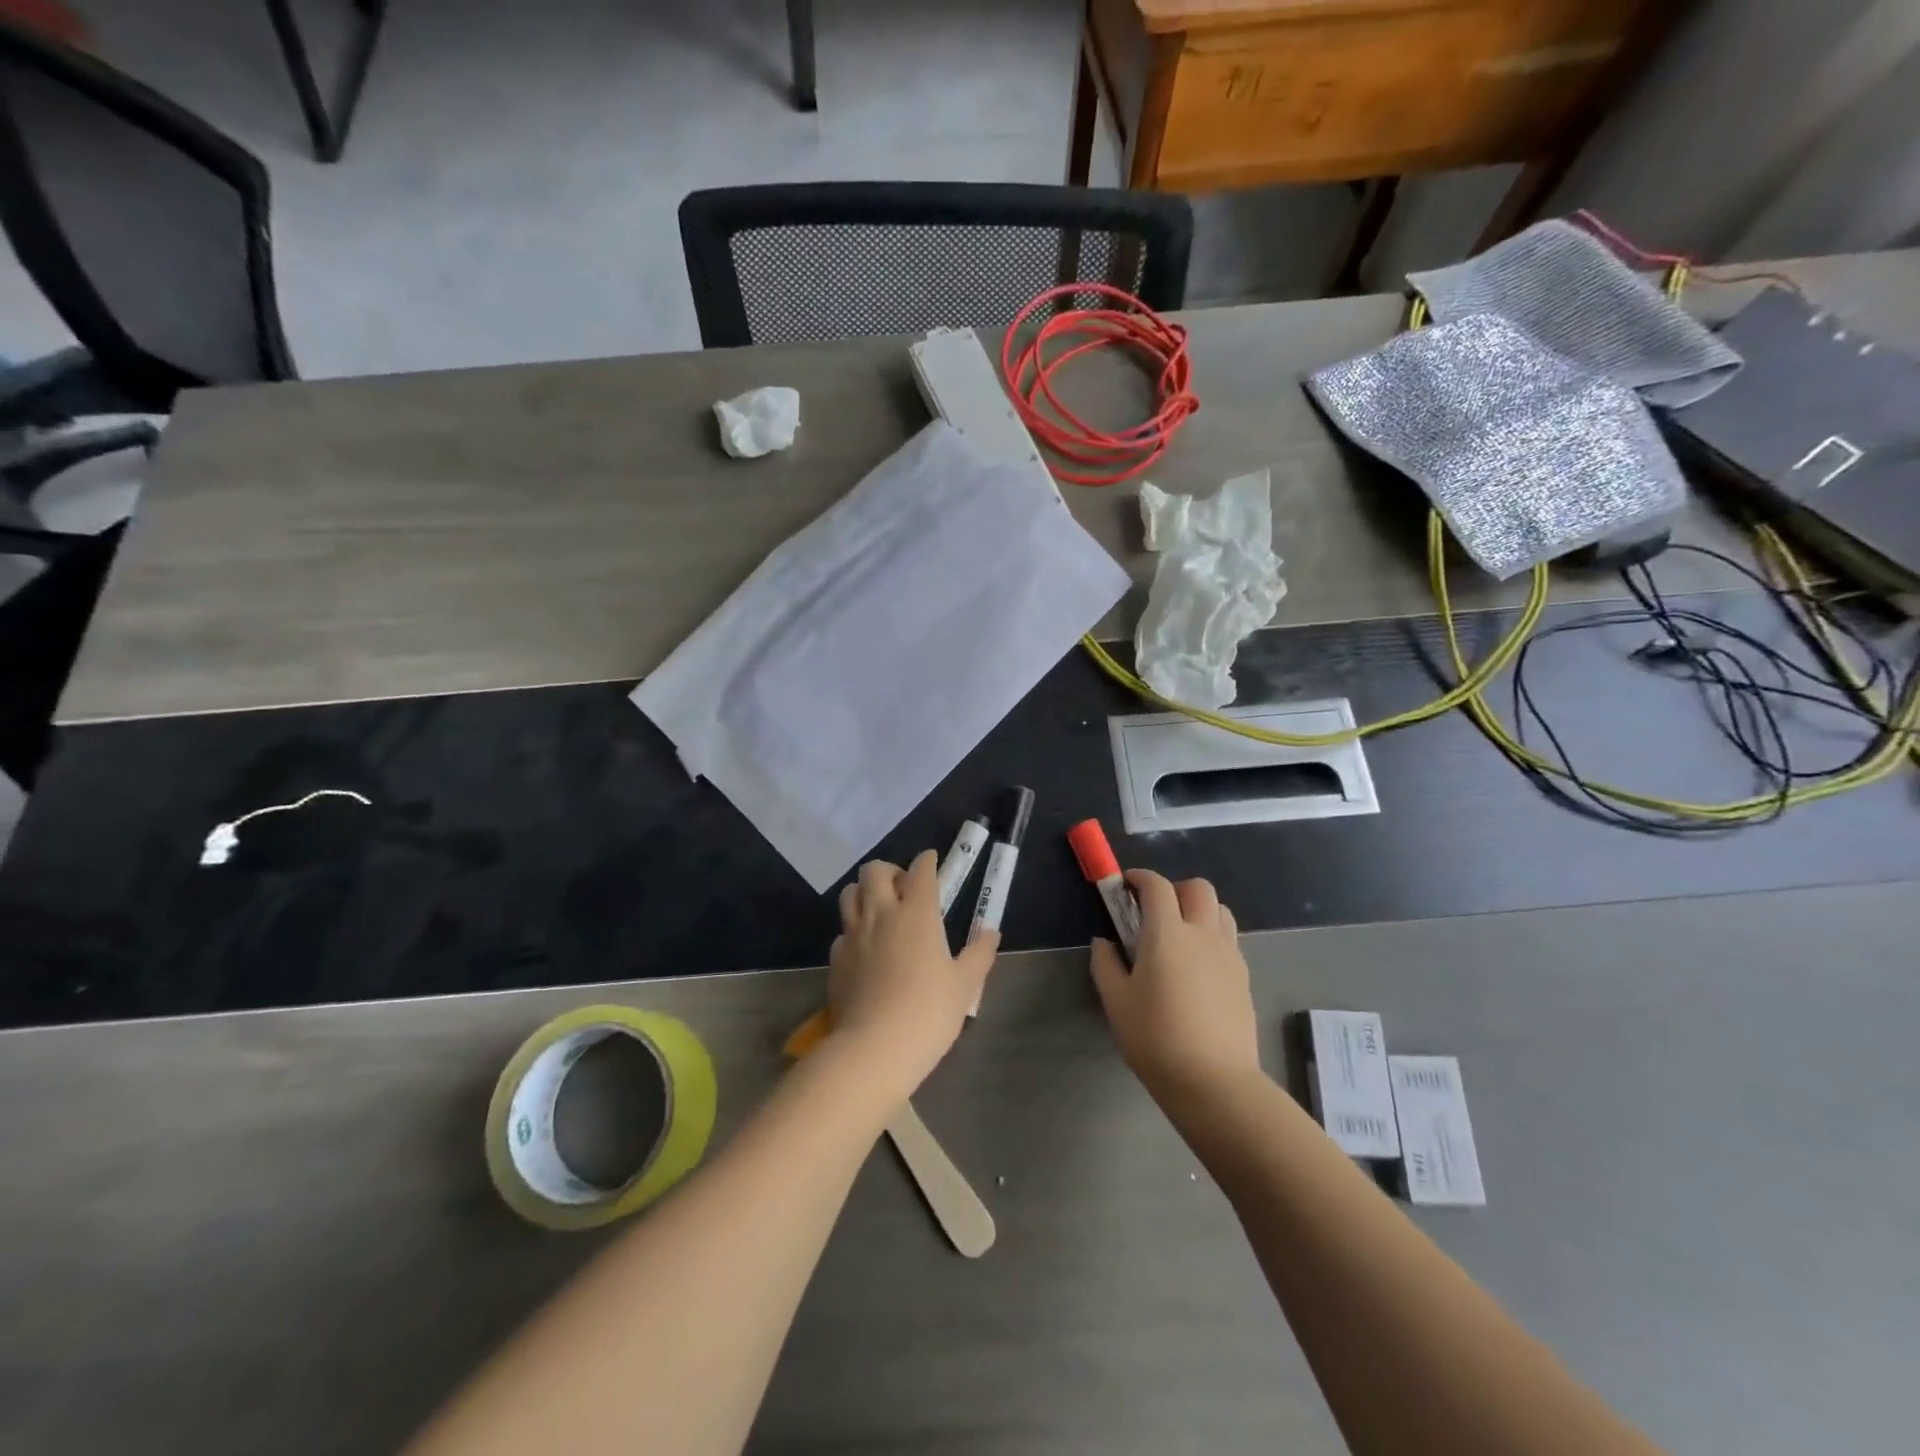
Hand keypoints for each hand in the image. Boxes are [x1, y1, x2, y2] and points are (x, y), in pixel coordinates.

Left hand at [828, 850, 997, 1100]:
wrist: (874, 1048)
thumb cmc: (928, 1013)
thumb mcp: (964, 985)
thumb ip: (979, 953)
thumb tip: (991, 931)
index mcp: (917, 914)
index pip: (920, 871)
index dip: (927, 861)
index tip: (932, 860)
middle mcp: (881, 914)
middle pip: (875, 871)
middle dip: (890, 870)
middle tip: (904, 887)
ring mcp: (853, 935)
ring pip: (850, 893)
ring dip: (865, 892)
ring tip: (880, 909)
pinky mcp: (836, 959)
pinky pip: (843, 931)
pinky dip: (854, 930)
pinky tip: (866, 949)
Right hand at [1089, 870, 1260, 1101]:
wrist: (1214, 1082)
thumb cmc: (1156, 1038)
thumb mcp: (1116, 1001)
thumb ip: (1105, 964)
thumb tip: (1104, 942)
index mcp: (1168, 934)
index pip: (1157, 886)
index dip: (1140, 878)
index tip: (1125, 885)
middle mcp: (1203, 934)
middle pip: (1198, 887)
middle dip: (1174, 889)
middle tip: (1154, 911)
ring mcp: (1229, 954)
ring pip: (1220, 910)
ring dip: (1198, 909)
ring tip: (1179, 935)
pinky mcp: (1244, 977)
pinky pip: (1229, 939)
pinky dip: (1212, 936)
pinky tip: (1197, 966)